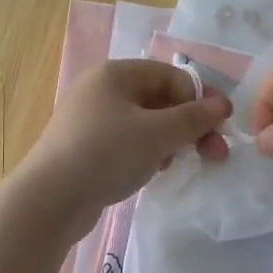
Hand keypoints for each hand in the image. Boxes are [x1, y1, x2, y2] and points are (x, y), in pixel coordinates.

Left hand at [14, 60, 230, 231]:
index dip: (200, 100)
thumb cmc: (107, 153)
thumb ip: (194, 118)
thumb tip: (223, 104)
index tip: (220, 129)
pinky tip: (153, 172)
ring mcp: (90, 119)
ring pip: (145, 123)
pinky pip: (127, 142)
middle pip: (159, 99)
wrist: (50, 199)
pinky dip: (146, 153)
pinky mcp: (85, 147)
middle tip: (215, 154)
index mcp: (116, 74)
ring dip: (170, 141)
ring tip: (179, 164)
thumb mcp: (157, 133)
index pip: (172, 76)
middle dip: (190, 125)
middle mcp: (101, 89)